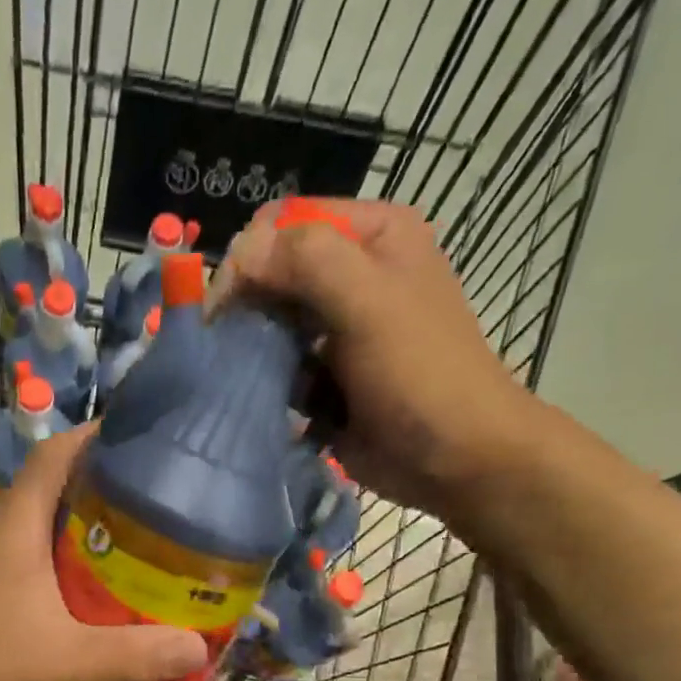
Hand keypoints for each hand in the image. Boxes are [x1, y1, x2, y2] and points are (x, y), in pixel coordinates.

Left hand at [0, 426, 207, 680]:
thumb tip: (200, 648)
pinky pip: (36, 567)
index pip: (56, 453)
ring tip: (144, 548)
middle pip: (57, 489)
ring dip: (89, 534)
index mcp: (15, 523)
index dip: (99, 435)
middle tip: (165, 502)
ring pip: (46, 532)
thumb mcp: (59, 660)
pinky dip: (70, 571)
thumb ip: (129, 655)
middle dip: (108, 488)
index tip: (148, 437)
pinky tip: (97, 600)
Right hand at [211, 197, 544, 511]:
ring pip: (271, 326)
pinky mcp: (327, 379)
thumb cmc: (419, 373)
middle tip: (226, 347)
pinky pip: (280, 370)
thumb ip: (305, 260)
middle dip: (247, 307)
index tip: (224, 306)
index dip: (250, 256)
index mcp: (373, 236)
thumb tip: (238, 256)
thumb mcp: (368, 301)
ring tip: (245, 379)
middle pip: (274, 274)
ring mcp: (338, 331)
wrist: (455, 458)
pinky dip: (267, 386)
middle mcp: (354, 275)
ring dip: (253, 352)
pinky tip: (267, 404)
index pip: (286, 222)